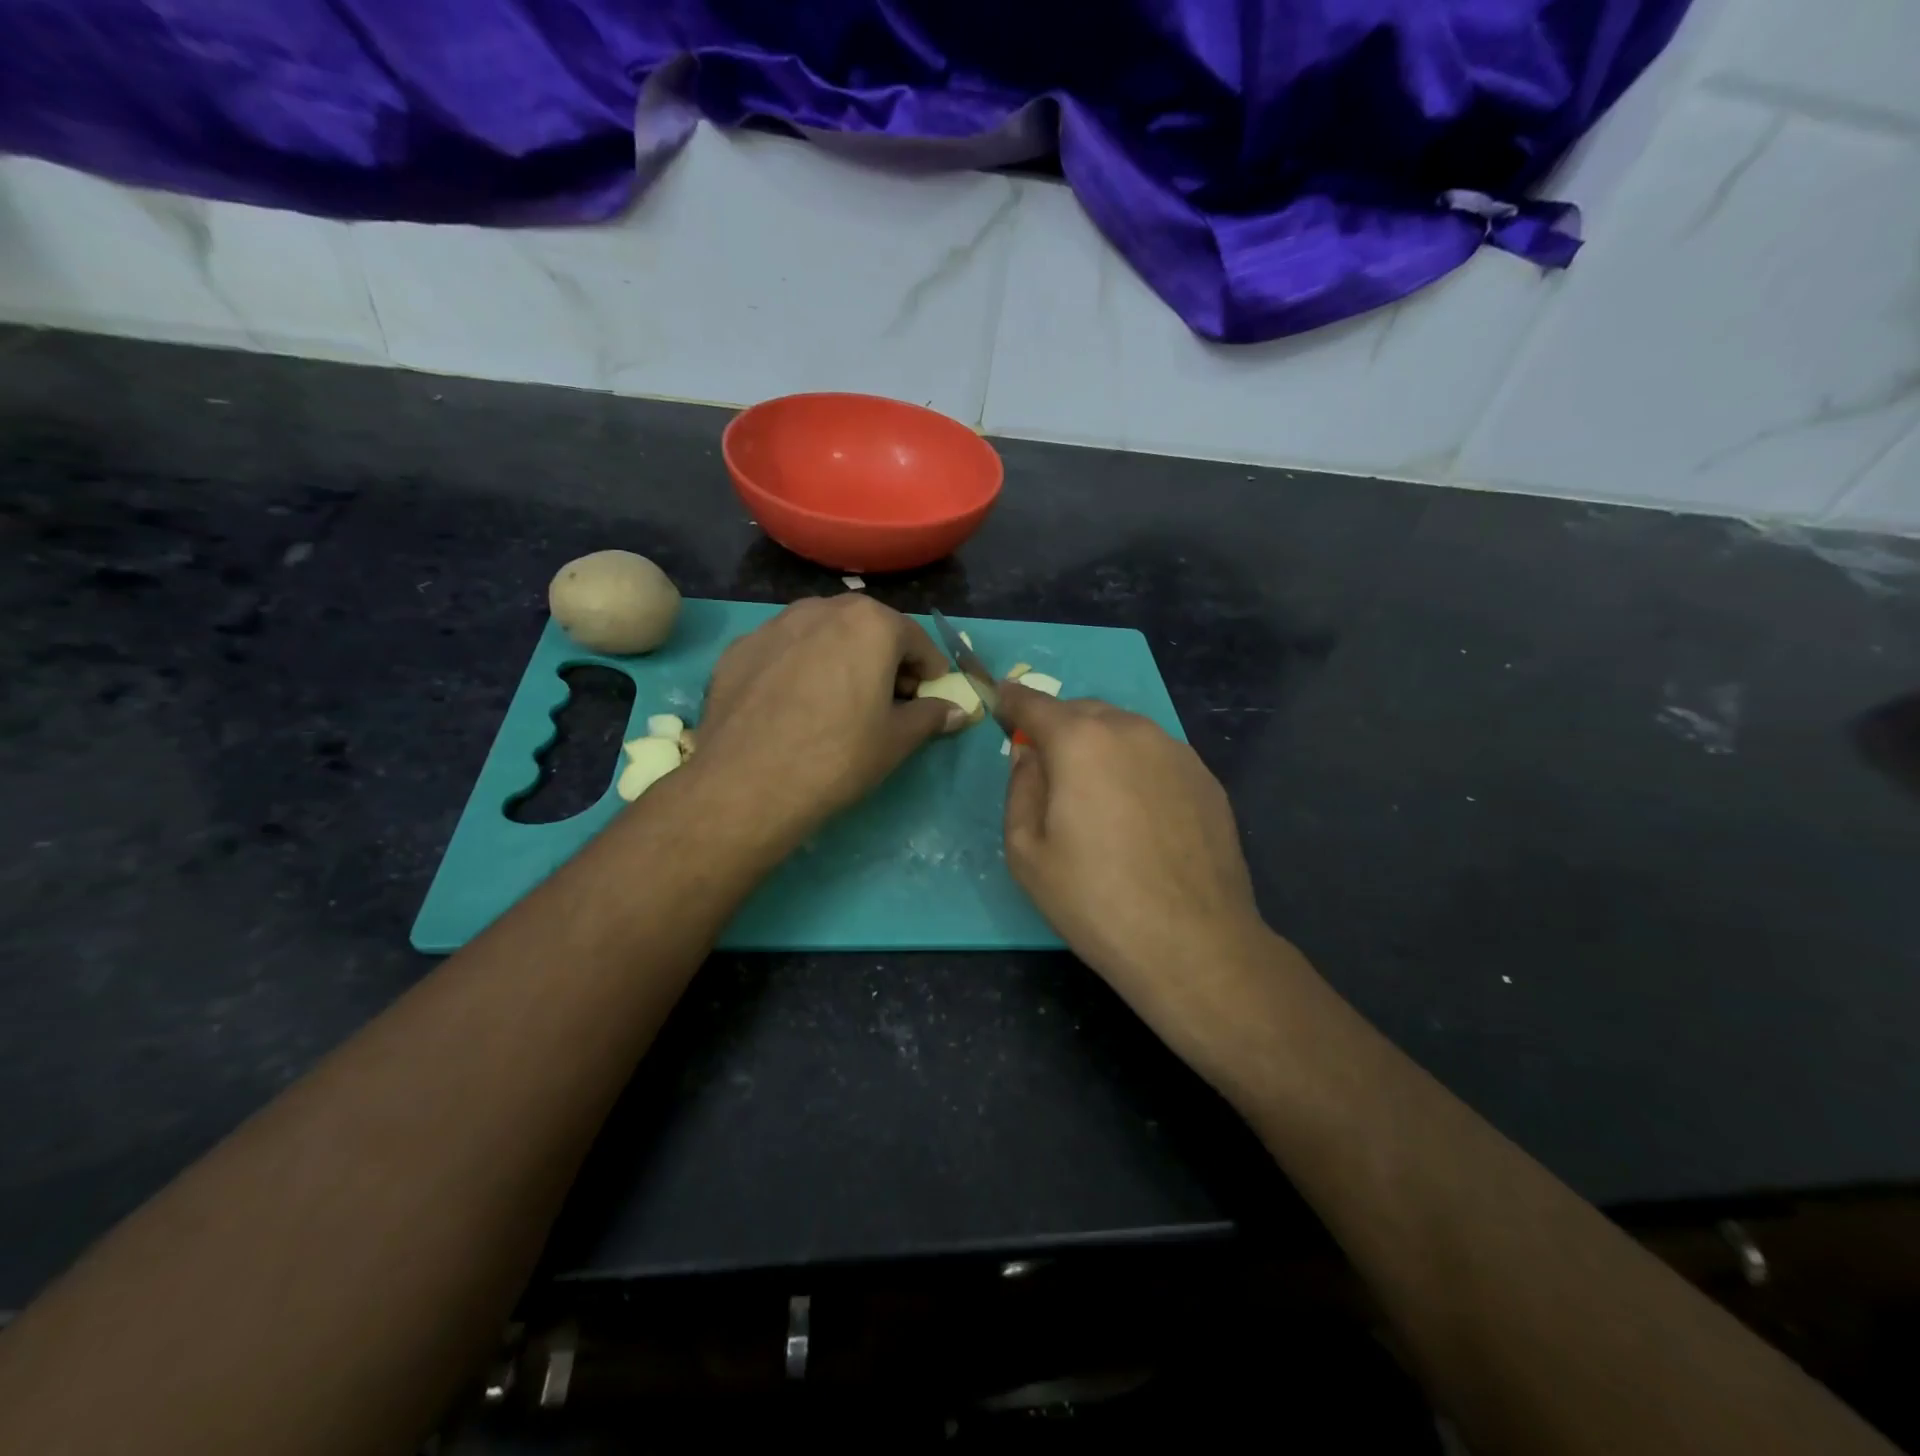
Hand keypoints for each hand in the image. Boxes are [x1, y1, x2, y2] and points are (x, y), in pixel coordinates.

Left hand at [688, 594, 962, 844]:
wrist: (747, 784)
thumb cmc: (838, 757)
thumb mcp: (897, 741)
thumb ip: (931, 716)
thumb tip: (957, 711)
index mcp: (870, 623)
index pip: (916, 640)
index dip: (929, 671)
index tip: (927, 698)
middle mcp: (822, 609)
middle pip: (868, 629)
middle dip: (884, 659)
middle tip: (886, 700)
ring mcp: (774, 625)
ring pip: (822, 635)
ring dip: (840, 658)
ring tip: (837, 701)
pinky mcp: (739, 649)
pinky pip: (784, 651)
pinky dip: (799, 668)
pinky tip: (793, 707)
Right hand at [999, 683, 1274, 1050]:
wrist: (1192, 942)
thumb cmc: (1094, 899)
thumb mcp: (1026, 851)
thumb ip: (1020, 787)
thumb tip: (1029, 754)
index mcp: (1080, 741)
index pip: (1034, 703)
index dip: (1012, 701)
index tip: (1001, 704)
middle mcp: (1132, 730)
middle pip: (1083, 712)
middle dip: (1058, 727)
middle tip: (1047, 765)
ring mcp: (1176, 751)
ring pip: (1124, 731)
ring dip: (1100, 746)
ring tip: (1096, 793)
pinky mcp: (1206, 778)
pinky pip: (1157, 756)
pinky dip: (1136, 767)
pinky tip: (1138, 813)